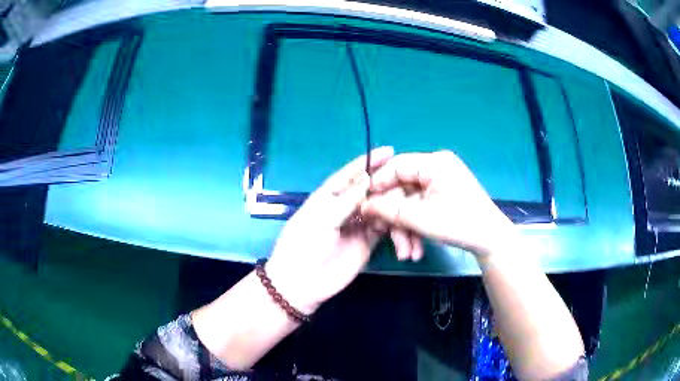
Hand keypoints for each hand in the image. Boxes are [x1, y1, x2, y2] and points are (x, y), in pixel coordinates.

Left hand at [265, 147, 393, 314]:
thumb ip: (345, 201)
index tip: (388, 151)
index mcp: (328, 197)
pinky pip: (383, 228)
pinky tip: (402, 221)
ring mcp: (356, 225)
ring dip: (391, 204)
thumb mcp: (321, 219)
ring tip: (406, 201)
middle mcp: (344, 208)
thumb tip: (367, 180)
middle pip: (368, 189)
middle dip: (385, 182)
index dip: (367, 162)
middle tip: (406, 178)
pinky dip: (393, 224)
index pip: (350, 175)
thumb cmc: (304, 246)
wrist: (302, 283)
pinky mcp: (367, 242)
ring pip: (378, 207)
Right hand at [361, 151, 517, 256]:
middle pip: (402, 190)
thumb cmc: (460, 224)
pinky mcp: (443, 197)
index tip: (364, 205)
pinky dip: (416, 227)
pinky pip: (421, 209)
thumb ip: (389, 210)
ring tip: (406, 253)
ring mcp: (440, 184)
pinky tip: (416, 249)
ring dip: (405, 229)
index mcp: (434, 163)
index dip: (377, 186)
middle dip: (395, 219)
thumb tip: (363, 205)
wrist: (491, 241)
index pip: (396, 166)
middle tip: (386, 237)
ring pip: (411, 203)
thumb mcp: (421, 218)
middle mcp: (436, 168)